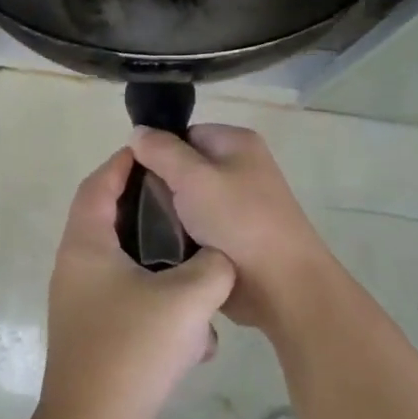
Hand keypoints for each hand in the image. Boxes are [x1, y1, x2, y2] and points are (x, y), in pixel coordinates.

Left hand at [40, 149, 236, 418]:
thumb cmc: (134, 348)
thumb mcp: (189, 298)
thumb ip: (213, 265)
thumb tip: (218, 258)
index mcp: (86, 245)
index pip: (99, 185)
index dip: (125, 164)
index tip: (156, 153)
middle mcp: (75, 267)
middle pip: (109, 221)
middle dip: (148, 212)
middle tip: (187, 207)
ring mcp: (81, 303)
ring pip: (123, 265)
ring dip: (159, 264)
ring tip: (198, 266)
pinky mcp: (94, 334)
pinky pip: (128, 300)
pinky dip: (157, 301)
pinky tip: (193, 331)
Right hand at [128, 125, 334, 332]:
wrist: (281, 286)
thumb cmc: (239, 221)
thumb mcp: (193, 178)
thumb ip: (161, 151)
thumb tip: (138, 132)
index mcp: (236, 143)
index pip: (184, 135)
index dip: (158, 153)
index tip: (136, 178)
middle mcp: (240, 168)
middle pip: (183, 168)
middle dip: (161, 188)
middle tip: (139, 209)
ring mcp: (238, 204)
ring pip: (186, 201)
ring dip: (169, 216)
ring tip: (148, 233)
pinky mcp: (233, 236)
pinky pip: (196, 227)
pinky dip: (181, 237)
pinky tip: (165, 250)